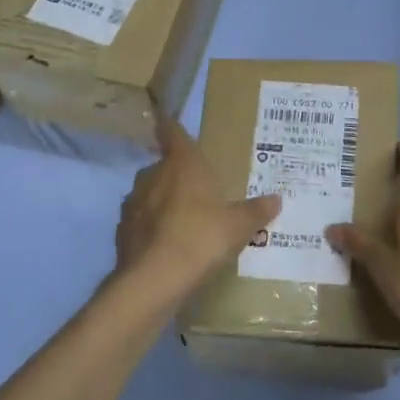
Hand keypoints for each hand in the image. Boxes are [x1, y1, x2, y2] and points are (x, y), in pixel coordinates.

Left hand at [112, 118, 280, 306]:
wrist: (154, 279)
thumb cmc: (201, 238)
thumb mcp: (238, 226)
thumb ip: (256, 211)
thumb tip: (277, 199)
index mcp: (183, 164)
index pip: (173, 133)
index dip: (171, 126)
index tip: (167, 120)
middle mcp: (153, 175)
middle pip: (164, 166)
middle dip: (177, 174)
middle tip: (197, 187)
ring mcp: (133, 203)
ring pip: (149, 193)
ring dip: (162, 200)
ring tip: (183, 218)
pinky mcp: (122, 230)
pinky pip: (141, 220)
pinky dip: (151, 226)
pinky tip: (166, 242)